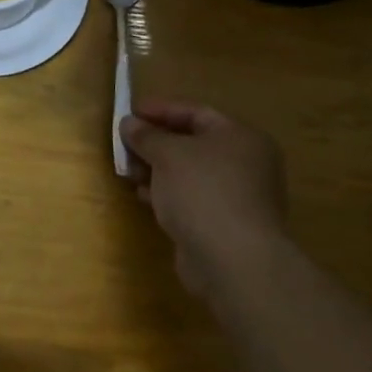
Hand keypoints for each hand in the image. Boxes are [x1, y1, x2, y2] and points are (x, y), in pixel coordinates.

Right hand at [119, 100, 289, 297]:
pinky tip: (144, 196)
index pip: (196, 113)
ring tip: (129, 171)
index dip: (161, 110)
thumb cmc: (203, 191)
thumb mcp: (168, 154)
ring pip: (190, 174)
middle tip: (125, 144)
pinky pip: (192, 199)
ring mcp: (238, 197)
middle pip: (193, 144)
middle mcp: (246, 163)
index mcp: (241, 137)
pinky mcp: (225, 225)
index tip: (130, 112)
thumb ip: (146, 135)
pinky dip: (168, 194)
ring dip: (157, 170)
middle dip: (156, 143)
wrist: (232, 260)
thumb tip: (129, 123)